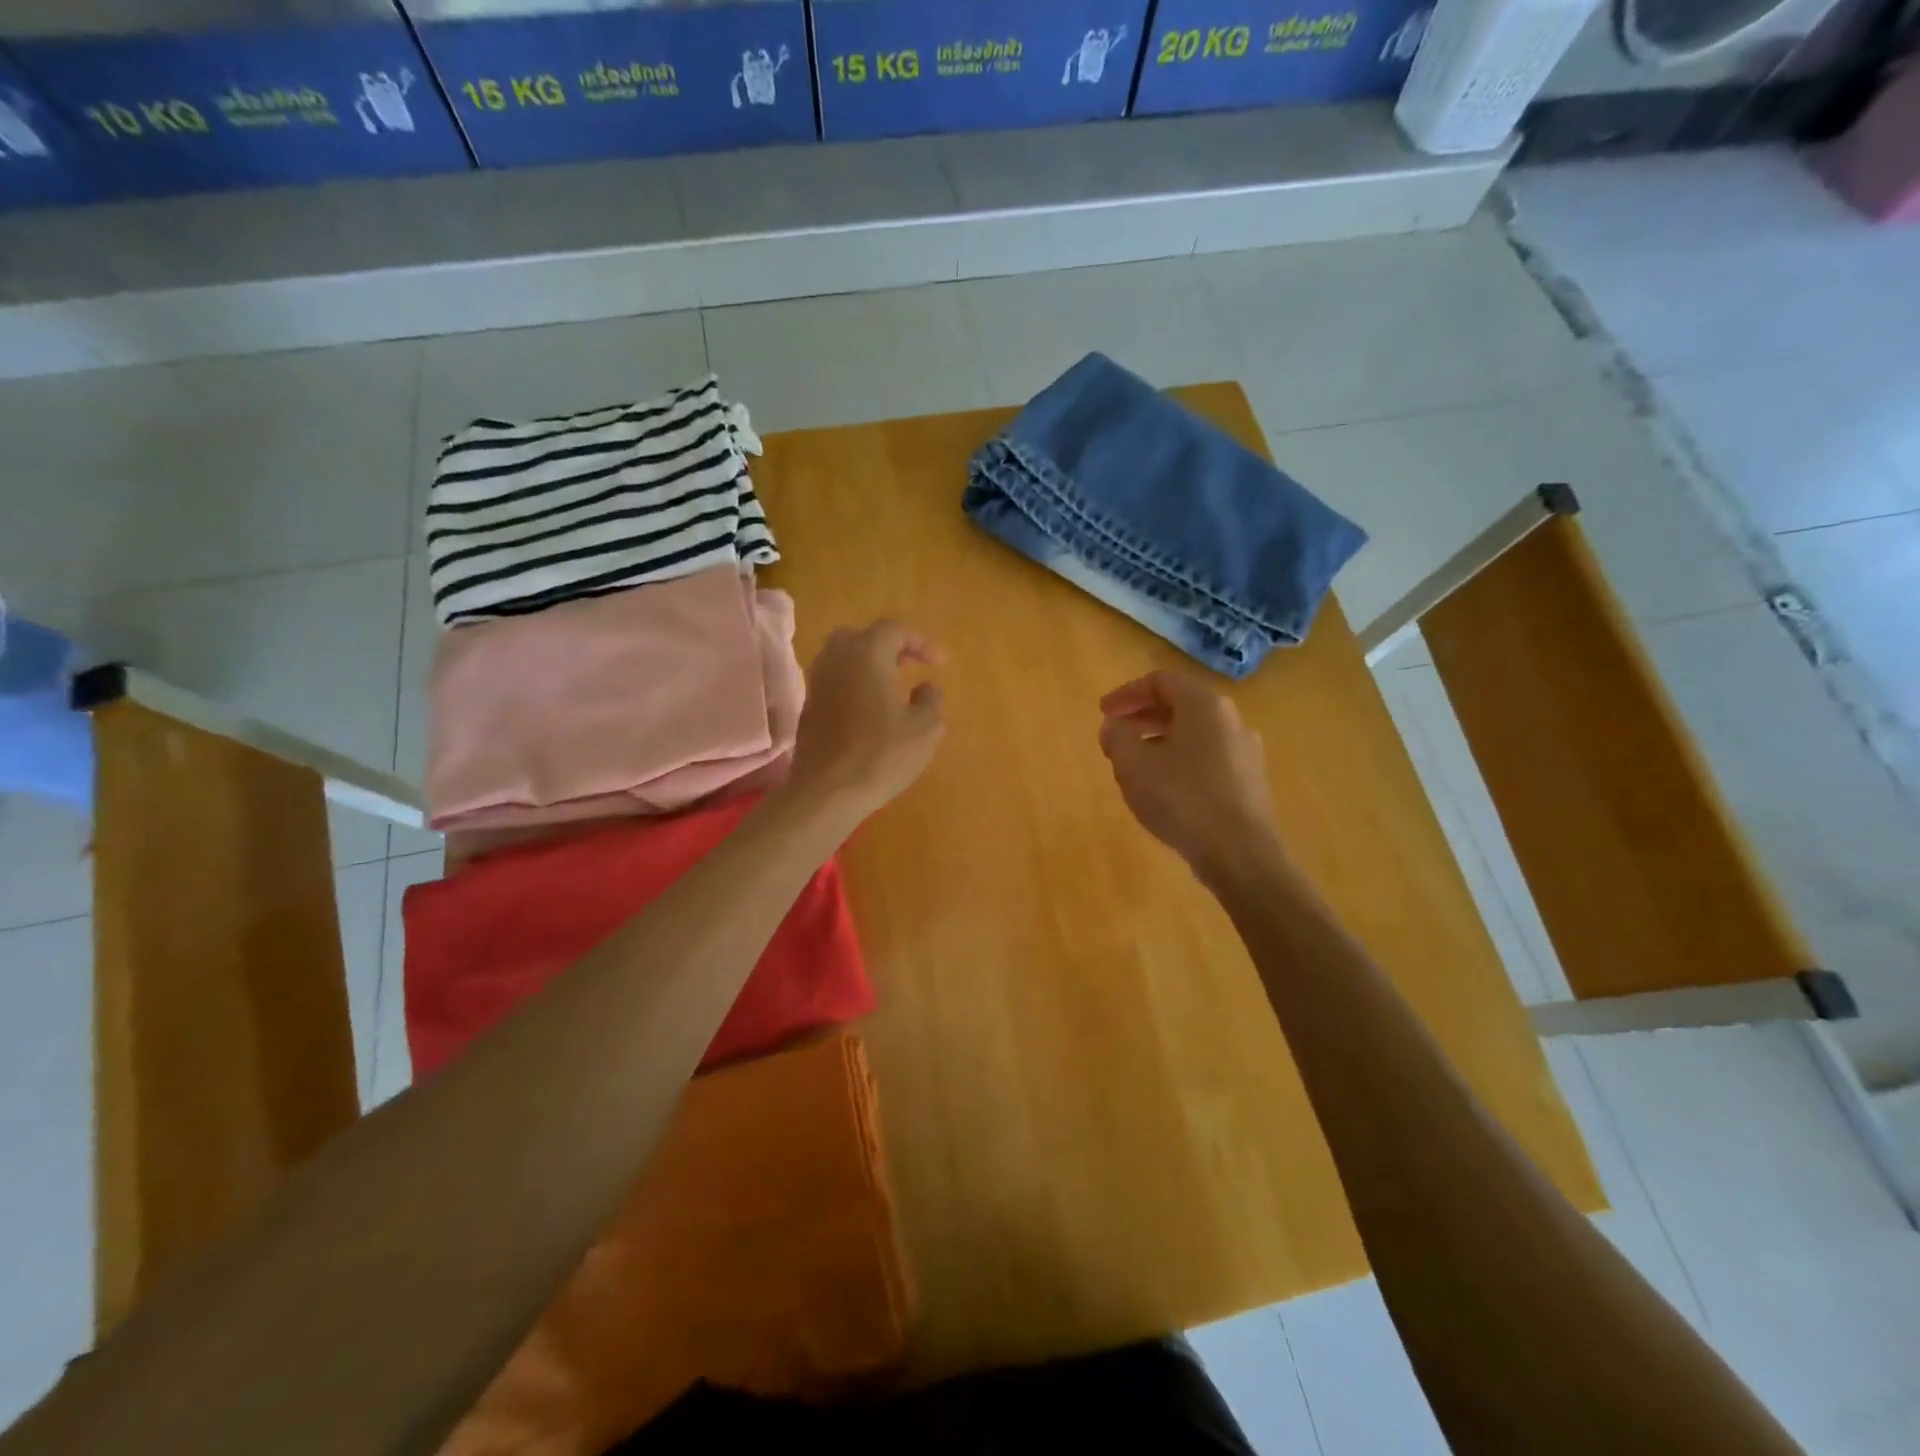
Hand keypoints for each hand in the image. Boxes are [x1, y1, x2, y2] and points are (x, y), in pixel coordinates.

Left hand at [787, 620, 946, 820]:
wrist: (828, 791)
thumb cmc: (882, 755)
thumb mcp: (926, 728)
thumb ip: (931, 700)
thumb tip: (925, 688)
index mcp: (867, 654)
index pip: (895, 630)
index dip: (921, 642)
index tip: (940, 663)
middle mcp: (836, 659)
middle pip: (862, 637)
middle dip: (888, 646)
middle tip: (909, 665)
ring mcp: (817, 683)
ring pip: (842, 658)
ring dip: (867, 665)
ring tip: (890, 686)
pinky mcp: (808, 708)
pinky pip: (833, 682)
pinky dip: (853, 685)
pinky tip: (868, 709)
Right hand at [1098, 669, 1285, 884]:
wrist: (1241, 854)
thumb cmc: (1183, 800)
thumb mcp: (1133, 766)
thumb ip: (1117, 738)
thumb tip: (1114, 726)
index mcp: (1204, 705)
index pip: (1161, 682)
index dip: (1127, 693)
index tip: (1103, 712)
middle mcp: (1231, 719)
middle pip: (1181, 704)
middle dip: (1143, 716)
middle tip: (1116, 734)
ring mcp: (1245, 751)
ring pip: (1195, 733)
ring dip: (1161, 739)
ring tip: (1136, 763)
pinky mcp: (1250, 780)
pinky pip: (1209, 756)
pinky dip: (1181, 759)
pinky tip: (1165, 787)